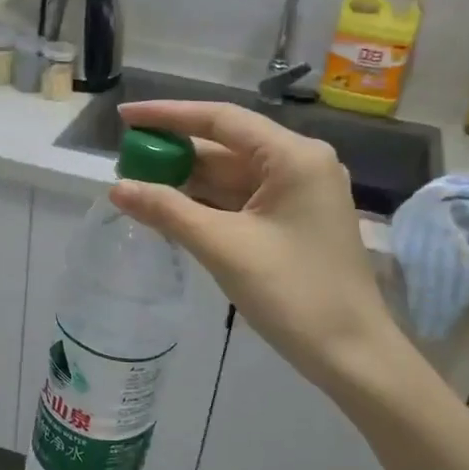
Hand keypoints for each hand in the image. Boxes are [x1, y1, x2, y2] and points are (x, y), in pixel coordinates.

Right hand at [111, 101, 411, 393]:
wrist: (351, 353)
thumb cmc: (292, 293)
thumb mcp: (223, 247)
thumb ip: (167, 210)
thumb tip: (117, 188)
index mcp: (293, 156)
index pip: (221, 120)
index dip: (168, 115)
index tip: (125, 118)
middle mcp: (300, 164)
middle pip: (226, 146)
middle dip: (176, 152)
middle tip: (126, 159)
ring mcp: (299, 194)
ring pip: (232, 175)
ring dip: (188, 180)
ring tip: (138, 183)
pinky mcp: (294, 221)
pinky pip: (242, 200)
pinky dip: (207, 203)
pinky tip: (171, 208)